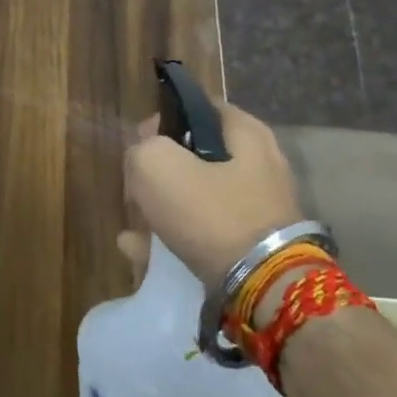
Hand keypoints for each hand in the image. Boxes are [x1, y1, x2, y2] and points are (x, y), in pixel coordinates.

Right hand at [118, 101, 302, 285]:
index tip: (139, 143)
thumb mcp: (157, 165)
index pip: (197, 107)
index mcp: (246, 133)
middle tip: (137, 184)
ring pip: (198, 194)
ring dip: (163, 205)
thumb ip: (142, 149)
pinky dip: (173, 236)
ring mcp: (258, 206)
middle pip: (196, 154)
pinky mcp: (253, 244)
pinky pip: (204, 231)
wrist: (262, 289)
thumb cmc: (211, 213)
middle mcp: (260, 164)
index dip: (162, 120)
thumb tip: (145, 154)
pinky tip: (139, 249)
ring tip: (134, 223)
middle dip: (161, 168)